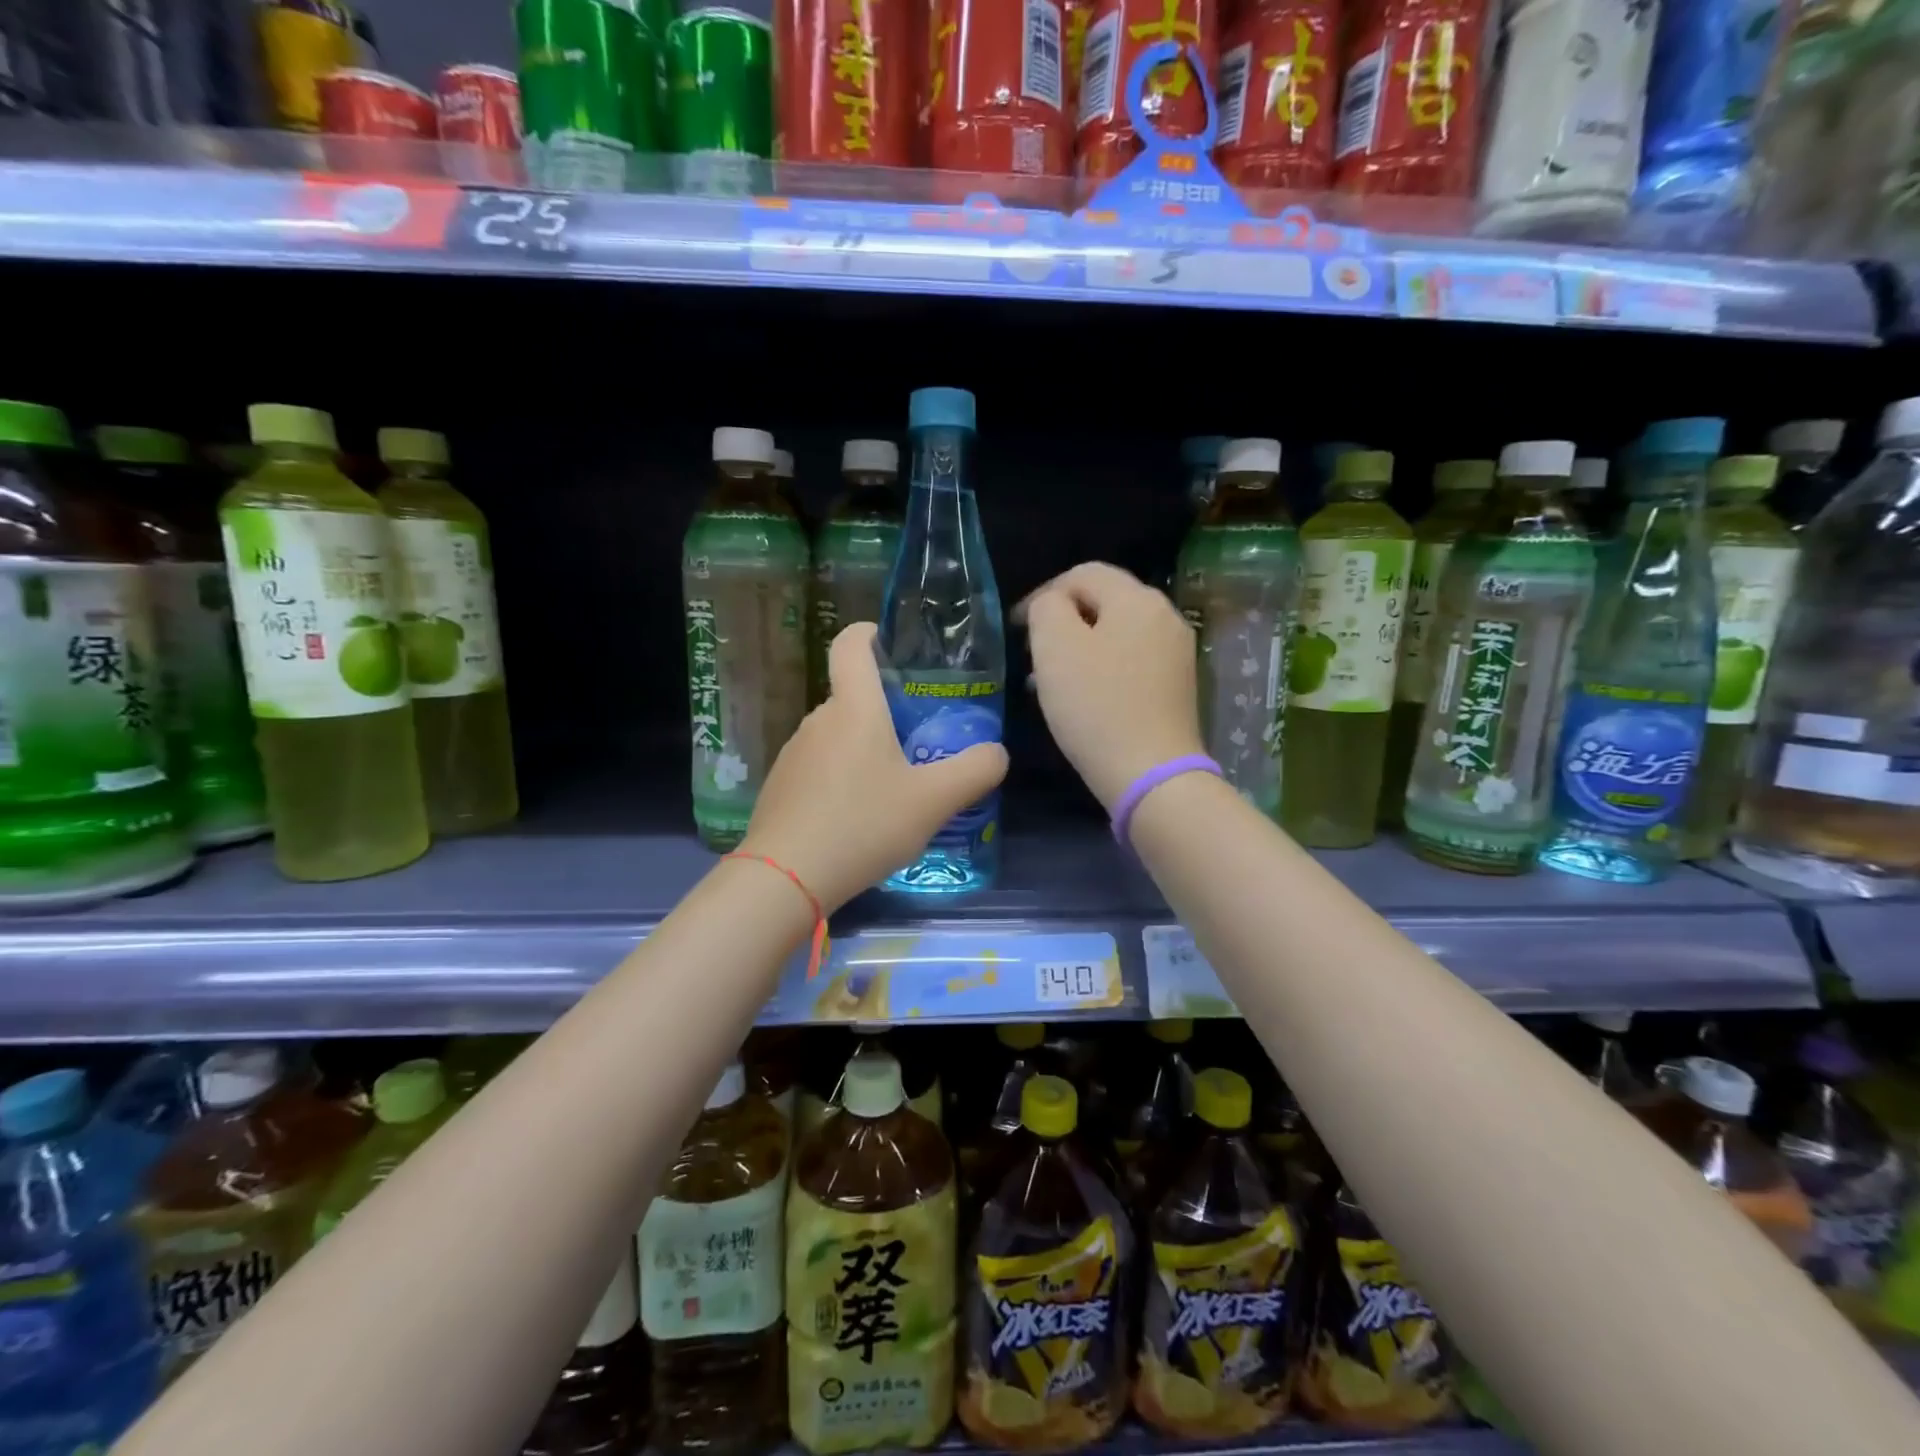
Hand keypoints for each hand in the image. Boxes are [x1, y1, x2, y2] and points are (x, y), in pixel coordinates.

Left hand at [740, 622, 1008, 911]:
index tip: (894, 647)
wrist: (785, 878)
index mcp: (855, 708)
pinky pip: (819, 767)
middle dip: (886, 711)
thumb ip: (975, 770)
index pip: (851, 644)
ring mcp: (794, 753)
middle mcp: (819, 719)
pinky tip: (857, 819)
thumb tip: (996, 752)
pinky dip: (841, 778)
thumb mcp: (934, 801)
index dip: (871, 633)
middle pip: (853, 696)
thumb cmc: (863, 825)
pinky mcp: (781, 785)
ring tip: (892, 790)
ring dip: (865, 750)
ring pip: (837, 735)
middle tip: (920, 743)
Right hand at [1019, 562, 1202, 811]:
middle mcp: (1165, 616)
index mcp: (1137, 599)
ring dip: (1080, 647)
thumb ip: (1047, 609)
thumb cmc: (1096, 706)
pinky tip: (1083, 697)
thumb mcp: (1055, 647)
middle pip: (1104, 601)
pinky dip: (1102, 667)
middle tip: (1031, 654)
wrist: (1150, 774)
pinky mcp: (1177, 685)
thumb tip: (1053, 605)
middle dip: (1062, 621)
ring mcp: (1176, 652)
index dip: (1042, 594)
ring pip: (1116, 633)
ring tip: (1049, 679)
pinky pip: (1131, 660)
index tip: (1015, 629)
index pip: (1083, 573)